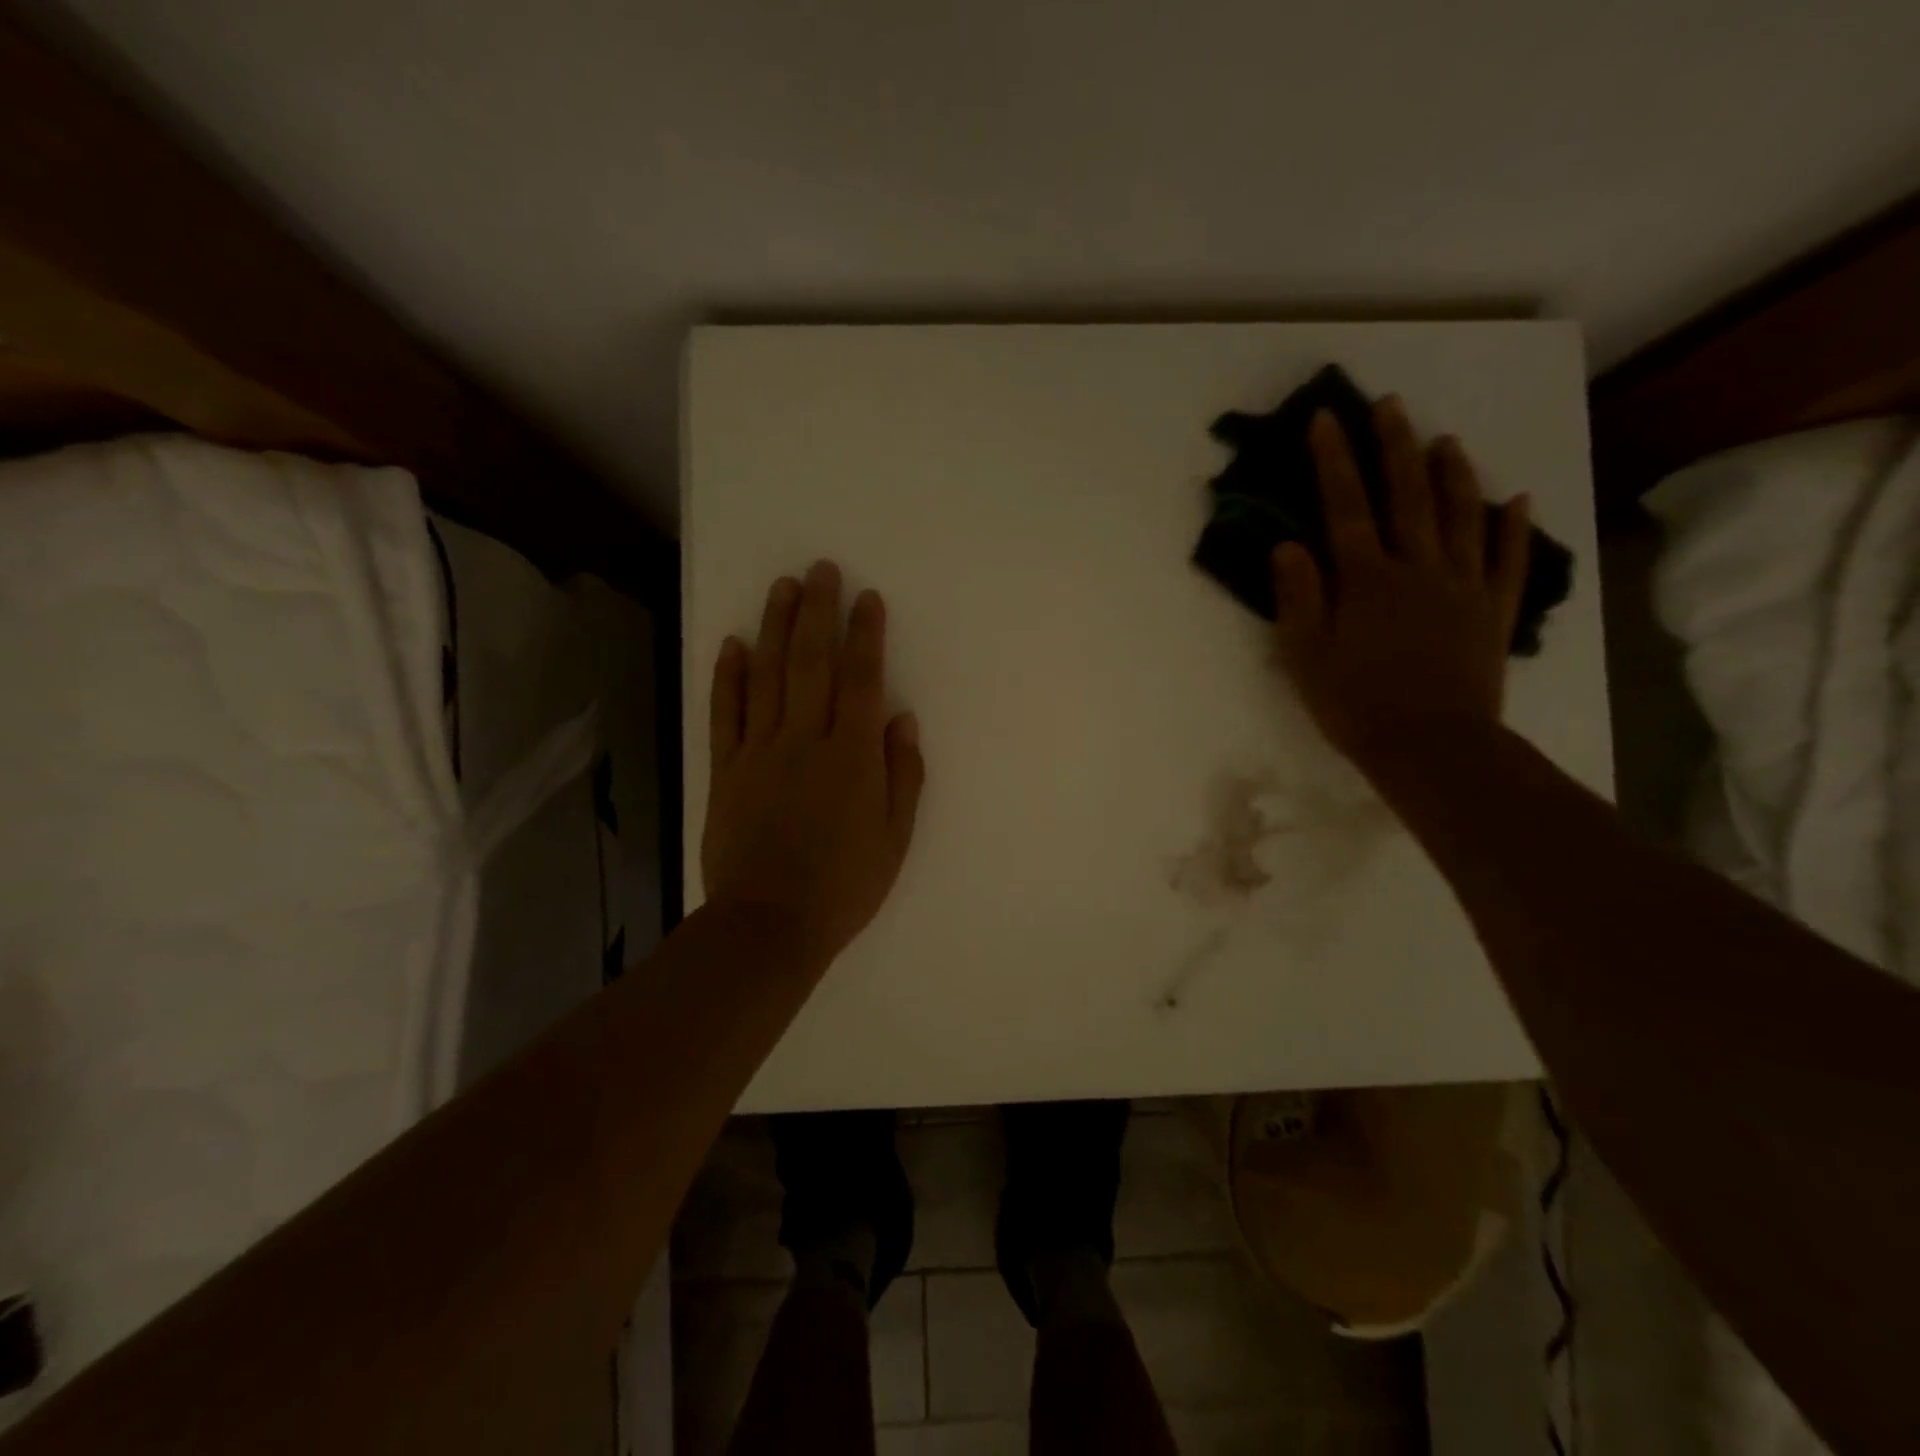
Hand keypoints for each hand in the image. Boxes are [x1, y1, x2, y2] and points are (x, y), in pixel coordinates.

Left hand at [702, 561, 924, 969]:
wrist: (769, 924)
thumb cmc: (844, 885)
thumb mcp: (895, 838)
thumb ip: (903, 774)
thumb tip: (902, 718)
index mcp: (852, 756)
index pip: (862, 681)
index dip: (866, 635)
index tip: (867, 598)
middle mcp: (805, 740)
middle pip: (811, 663)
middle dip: (818, 612)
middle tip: (820, 570)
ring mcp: (759, 752)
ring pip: (767, 677)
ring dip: (774, 628)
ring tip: (782, 587)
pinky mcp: (726, 770)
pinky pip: (725, 714)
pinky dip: (728, 677)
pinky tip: (732, 644)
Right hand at [1271, 399, 1530, 777]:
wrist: (1431, 747)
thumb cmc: (1355, 705)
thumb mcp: (1305, 657)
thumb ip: (1297, 597)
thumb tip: (1288, 545)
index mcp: (1366, 580)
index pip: (1345, 508)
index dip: (1333, 461)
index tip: (1326, 419)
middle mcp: (1417, 569)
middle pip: (1406, 496)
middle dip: (1394, 447)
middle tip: (1390, 405)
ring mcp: (1462, 587)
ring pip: (1460, 516)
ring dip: (1452, 474)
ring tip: (1445, 440)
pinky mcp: (1493, 611)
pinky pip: (1506, 560)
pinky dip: (1511, 527)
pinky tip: (1516, 499)